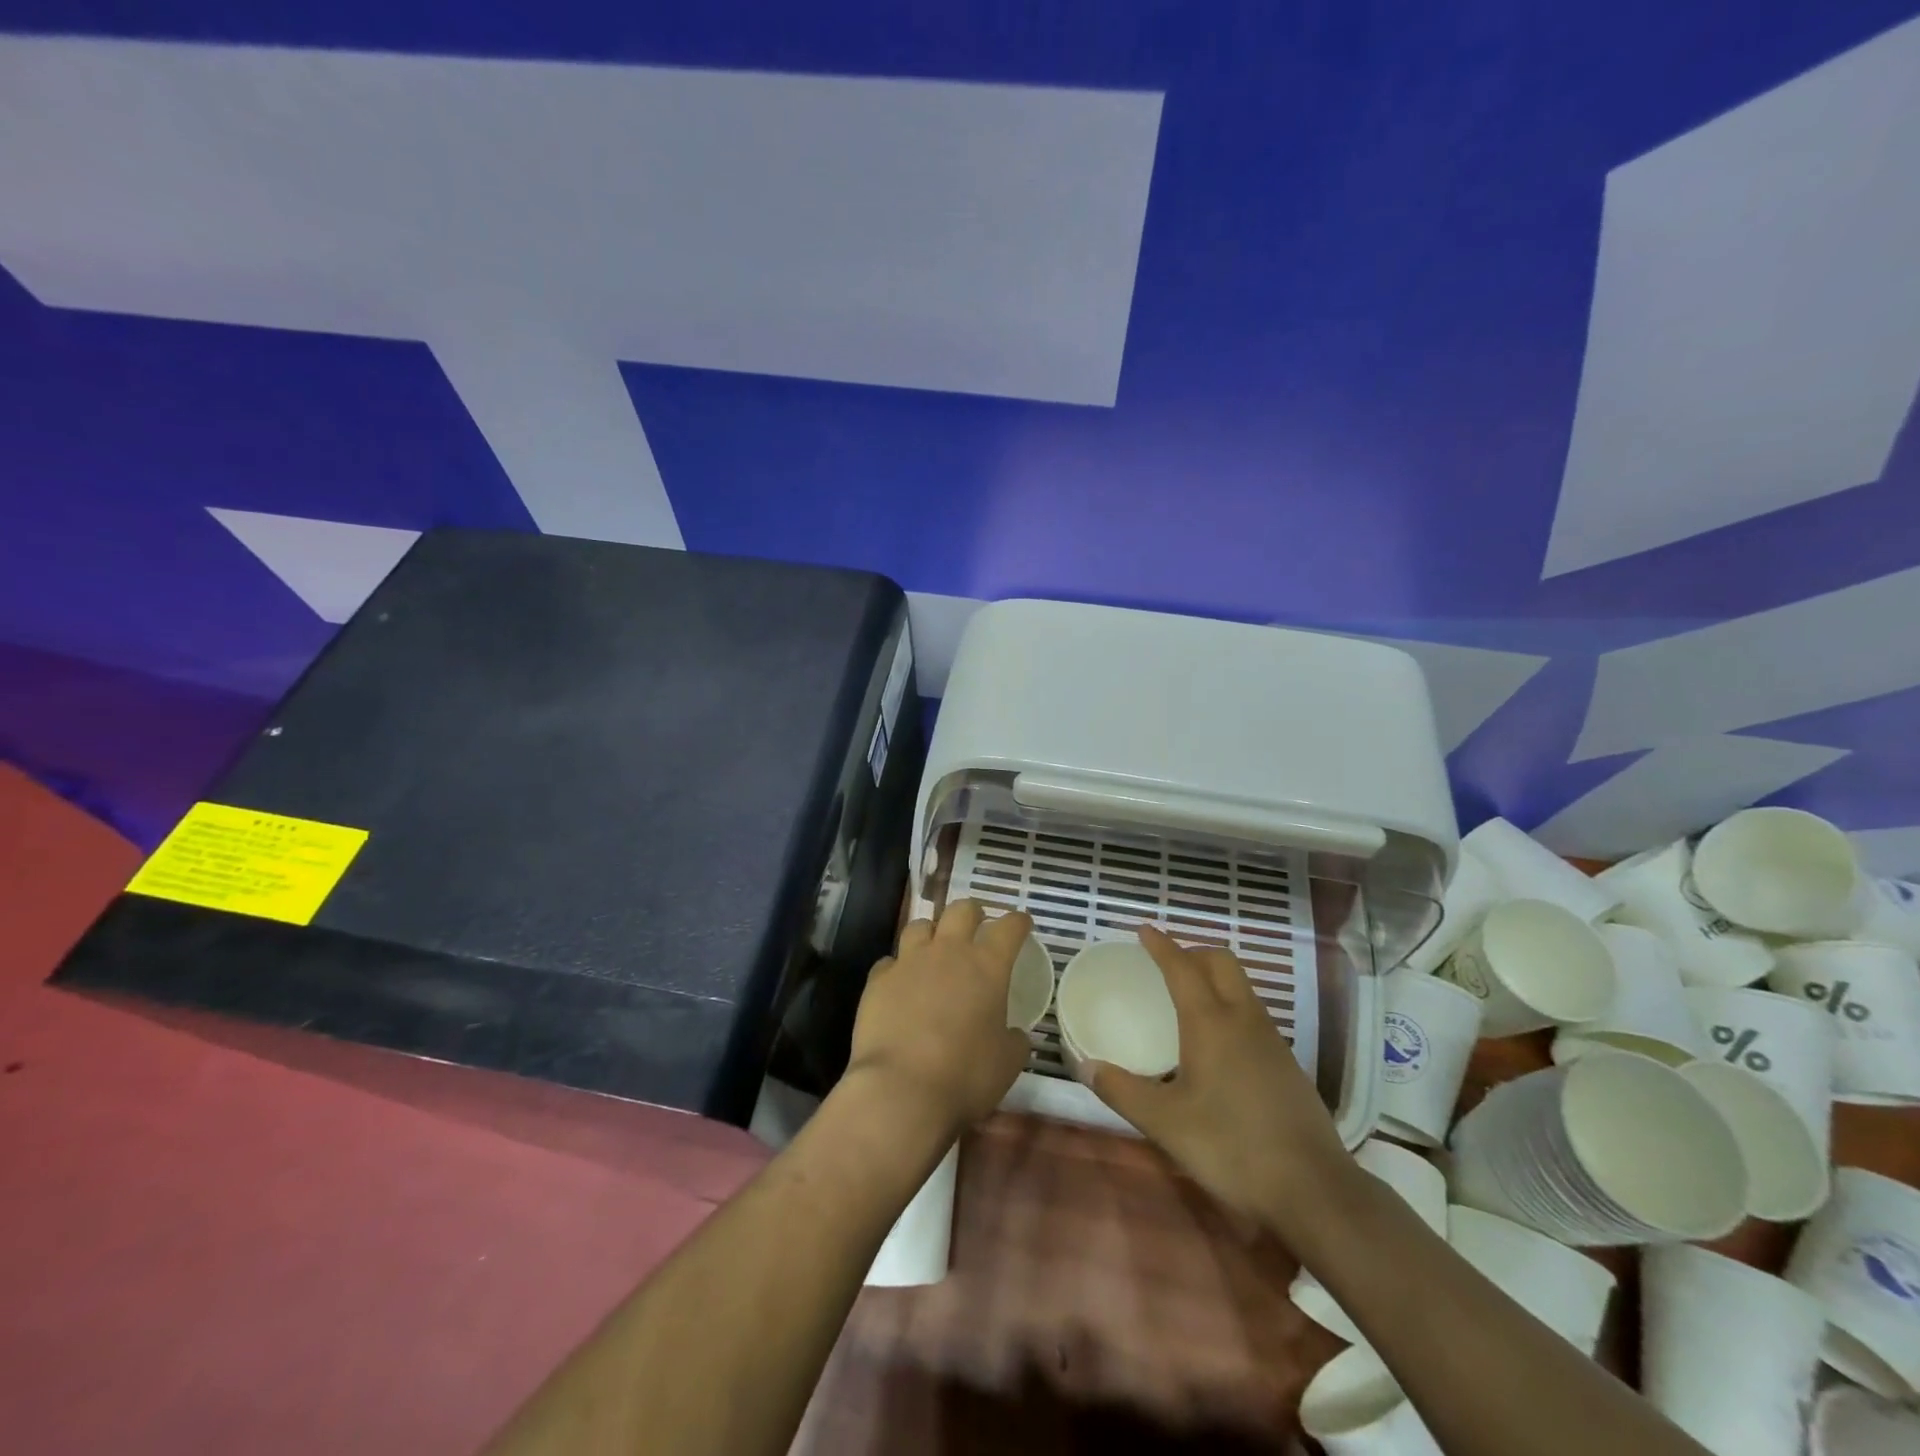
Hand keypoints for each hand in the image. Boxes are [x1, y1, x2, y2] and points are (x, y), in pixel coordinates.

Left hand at [844, 899, 1033, 1138]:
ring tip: (934, 949)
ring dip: (931, 933)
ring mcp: (908, 962)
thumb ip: (1013, 1039)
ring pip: (919, 925)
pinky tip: (900, 984)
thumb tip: (1013, 1034)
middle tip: (977, 926)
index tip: (1022, 924)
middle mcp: (948, 952)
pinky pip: (890, 961)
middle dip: (973, 913)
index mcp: (987, 966)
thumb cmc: (965, 1076)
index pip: (1008, 927)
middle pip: (961, 910)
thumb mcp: (1007, 1063)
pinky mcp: (878, 979)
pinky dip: (898, 968)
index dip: (1018, 922)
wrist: (901, 1089)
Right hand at [1087, 925, 1349, 1231]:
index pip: (1182, 967)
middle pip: (1221, 962)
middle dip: (1193, 952)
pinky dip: (1230, 1005)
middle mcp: (1243, 1019)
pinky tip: (1219, 1042)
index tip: (1143, 930)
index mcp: (1210, 1022)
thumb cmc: (1231, 1147)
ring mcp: (1272, 1039)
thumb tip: (1087, 1066)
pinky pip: (1253, 1013)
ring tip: (1189, 998)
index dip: (1161, 945)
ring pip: (1242, 986)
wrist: (1314, 1189)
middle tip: (1167, 964)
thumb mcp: (1165, 1123)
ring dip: (1214, 977)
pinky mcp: (1288, 1063)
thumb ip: (1123, 1092)